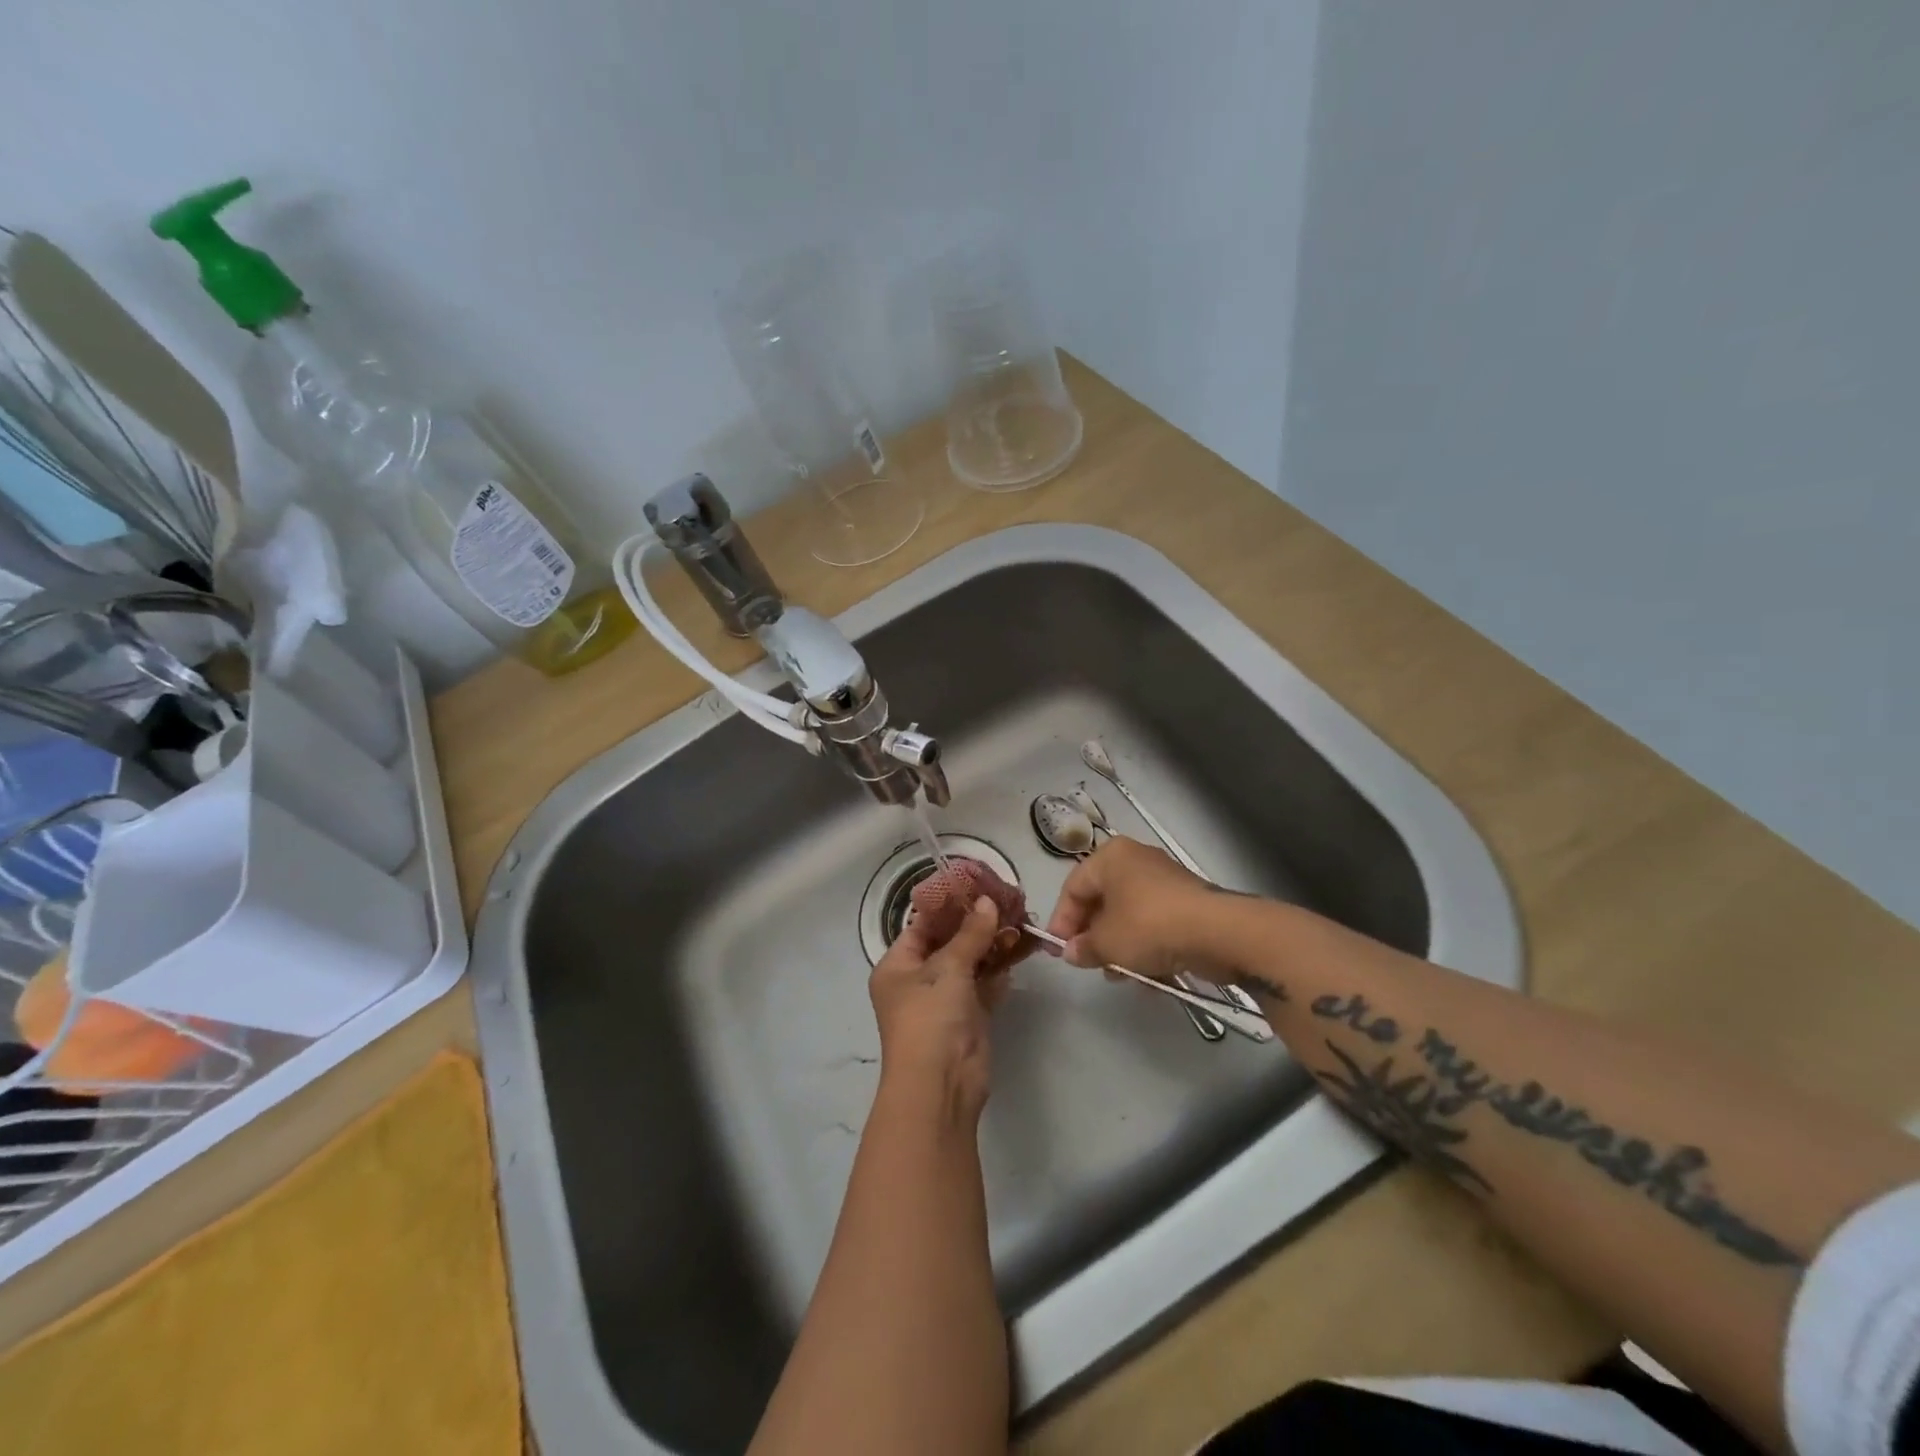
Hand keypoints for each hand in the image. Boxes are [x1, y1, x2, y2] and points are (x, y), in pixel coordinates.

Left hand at [869, 897, 1008, 1117]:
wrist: (941, 1086)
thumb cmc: (930, 1018)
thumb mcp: (948, 968)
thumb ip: (971, 933)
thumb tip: (988, 902)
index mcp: (897, 965)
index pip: (922, 925)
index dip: (949, 905)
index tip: (978, 884)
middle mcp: (917, 980)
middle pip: (949, 942)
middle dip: (977, 923)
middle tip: (1008, 900)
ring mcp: (944, 1001)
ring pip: (970, 963)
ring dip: (993, 944)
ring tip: (1022, 920)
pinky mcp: (968, 1018)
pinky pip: (984, 985)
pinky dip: (1000, 970)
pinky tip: (1020, 950)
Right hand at [1043, 837, 1215, 977]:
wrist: (1217, 932)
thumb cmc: (1148, 926)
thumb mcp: (1106, 942)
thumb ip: (1083, 947)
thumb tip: (1071, 952)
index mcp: (1110, 857)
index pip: (1073, 887)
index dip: (1061, 920)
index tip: (1057, 951)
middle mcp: (1136, 861)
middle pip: (1102, 899)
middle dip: (1093, 935)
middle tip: (1087, 962)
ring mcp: (1164, 881)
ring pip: (1129, 915)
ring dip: (1119, 945)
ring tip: (1117, 974)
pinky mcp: (1188, 903)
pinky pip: (1155, 924)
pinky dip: (1147, 947)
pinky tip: (1147, 976)